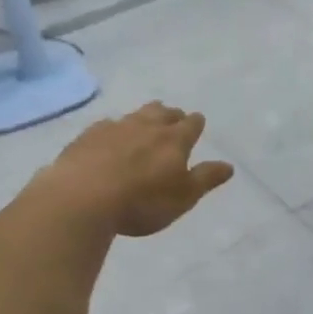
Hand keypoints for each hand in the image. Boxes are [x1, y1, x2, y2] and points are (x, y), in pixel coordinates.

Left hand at [42, 103, 234, 237]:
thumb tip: (229, 166)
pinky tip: (109, 138)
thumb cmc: (142, 202)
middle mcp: (147, 126)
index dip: (196, 124)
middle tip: (172, 121)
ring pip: (135, 115)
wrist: (83, 197)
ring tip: (144, 124)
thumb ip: (206, 179)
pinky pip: (107, 125)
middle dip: (171, 115)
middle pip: (163, 112)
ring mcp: (115, 127)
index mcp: (174, 140)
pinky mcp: (88, 135)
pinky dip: (114, 129)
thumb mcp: (183, 197)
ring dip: (143, 117)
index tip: (197, 125)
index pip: (192, 124)